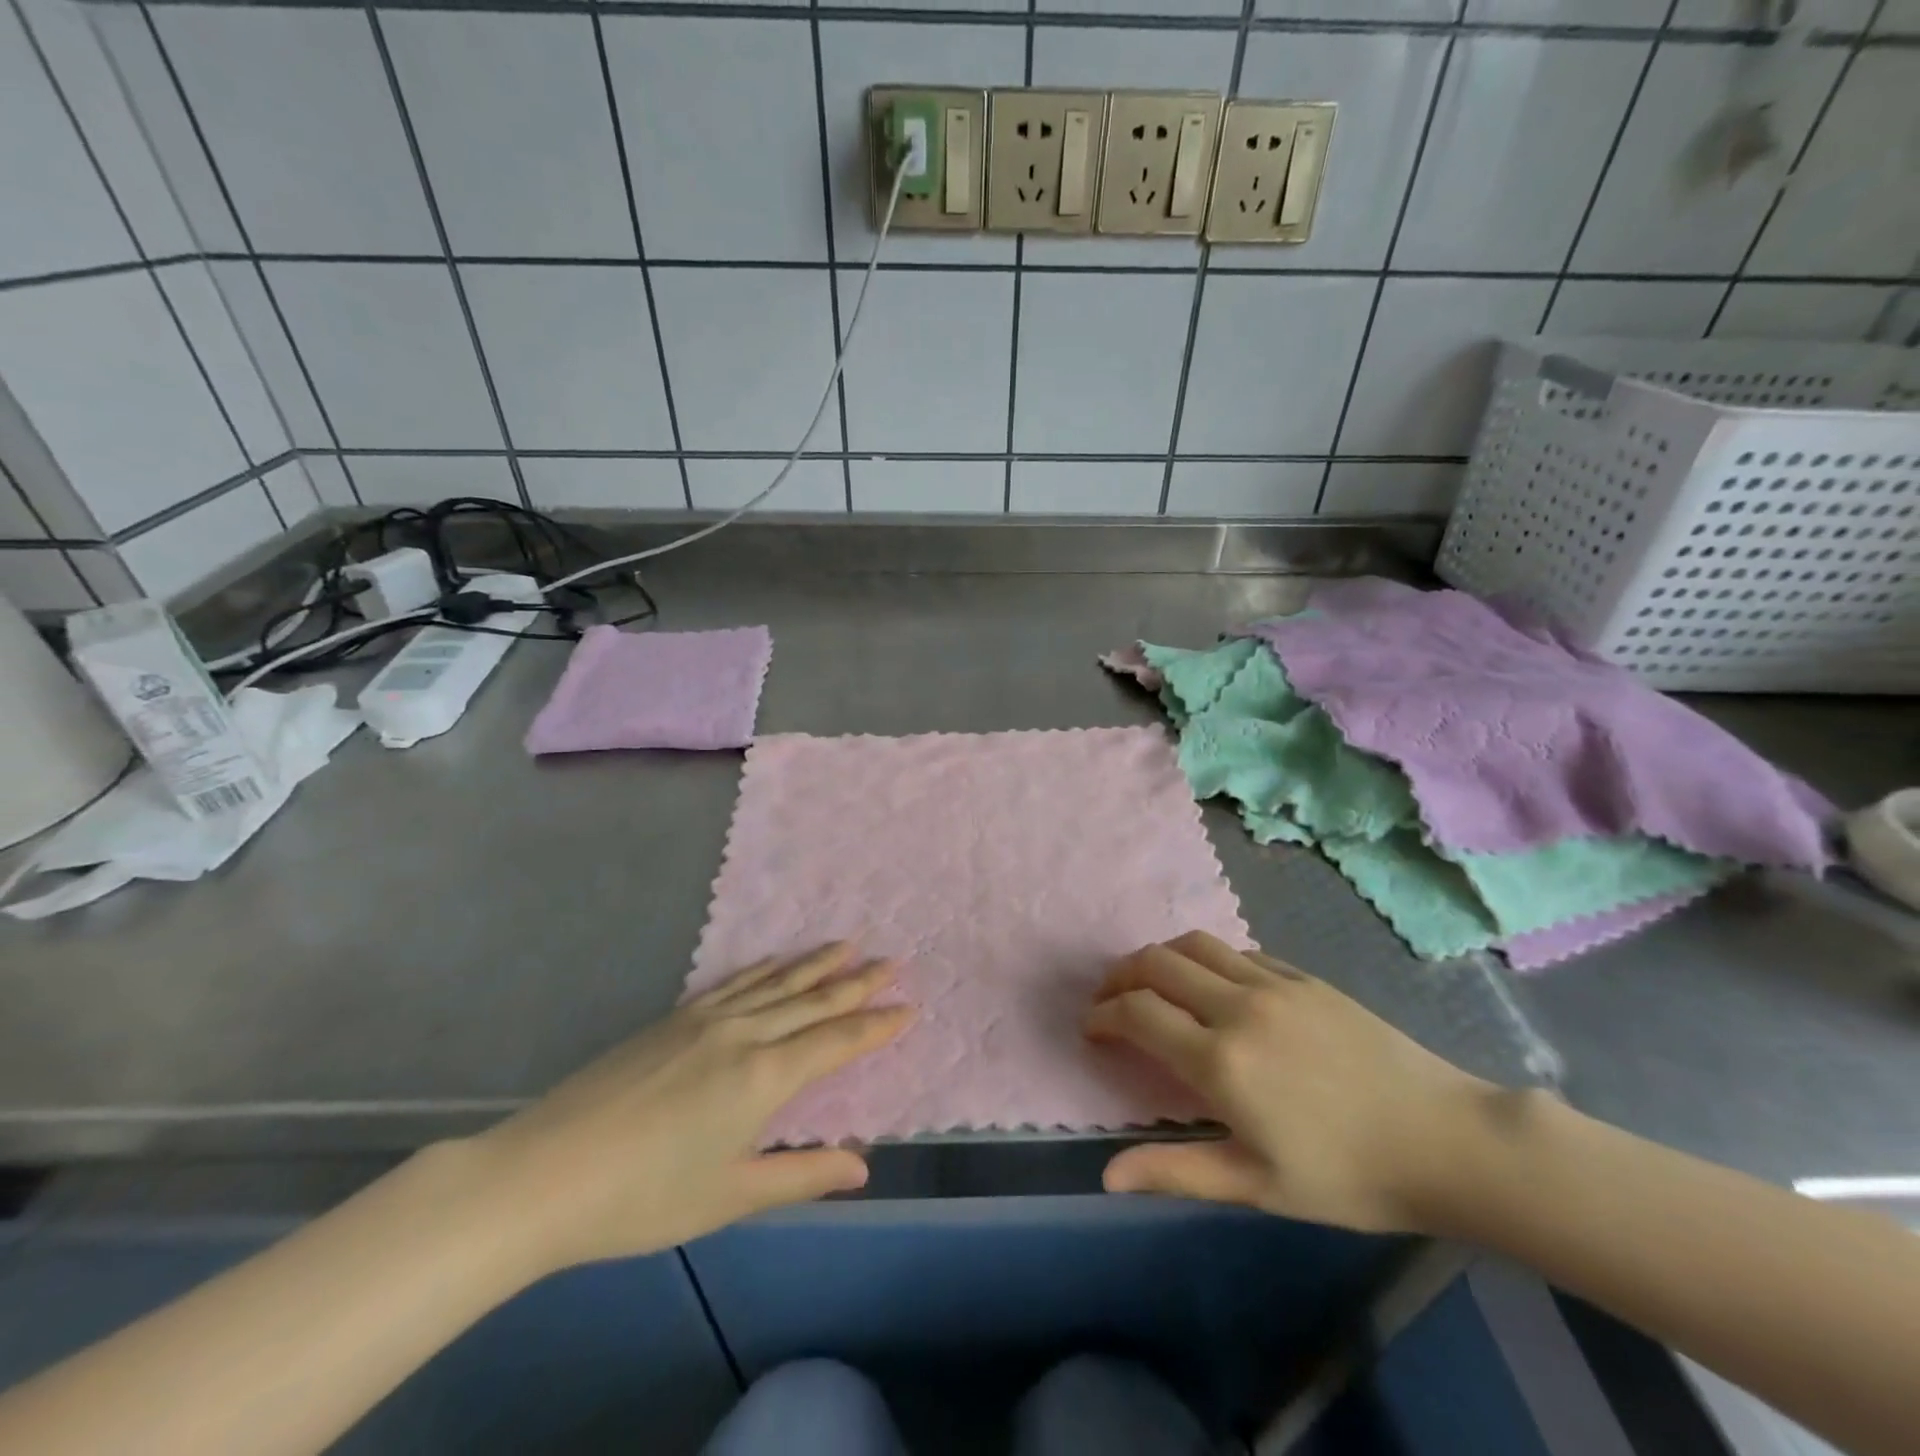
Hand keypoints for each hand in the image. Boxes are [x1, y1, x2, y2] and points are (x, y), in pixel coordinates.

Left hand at [465, 944, 910, 1274]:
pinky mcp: (675, 1017)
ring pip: (777, 982)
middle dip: (857, 982)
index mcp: (764, 1076)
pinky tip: (777, 959)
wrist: (543, 1173)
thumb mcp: (729, 1195)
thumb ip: (800, 1175)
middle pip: (814, 1000)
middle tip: (893, 959)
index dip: (877, 1025)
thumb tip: (863, 1166)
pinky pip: (735, 982)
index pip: (836, 1041)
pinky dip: (765, 968)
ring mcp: (707, 1019)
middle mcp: (744, 1034)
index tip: (910, 1006)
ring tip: (848, 943)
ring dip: (817, 963)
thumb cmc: (642, 1196)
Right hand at [1085, 930, 1490, 1232]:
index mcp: (1220, 1059)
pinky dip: (1208, 960)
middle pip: (1156, 964)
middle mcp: (1237, 1006)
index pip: (1137, 1013)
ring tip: (1151, 981)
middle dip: (1120, 976)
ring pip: (1194, 945)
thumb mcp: (1257, 1186)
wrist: (1446, 1141)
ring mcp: (1273, 984)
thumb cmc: (1348, 1176)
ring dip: (1160, 957)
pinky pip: (1238, 952)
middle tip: (1109, 998)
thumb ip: (1177, 1171)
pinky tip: (1214, 985)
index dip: (1103, 1015)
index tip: (1091, 1028)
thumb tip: (1106, 1176)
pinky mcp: (1303, 977)